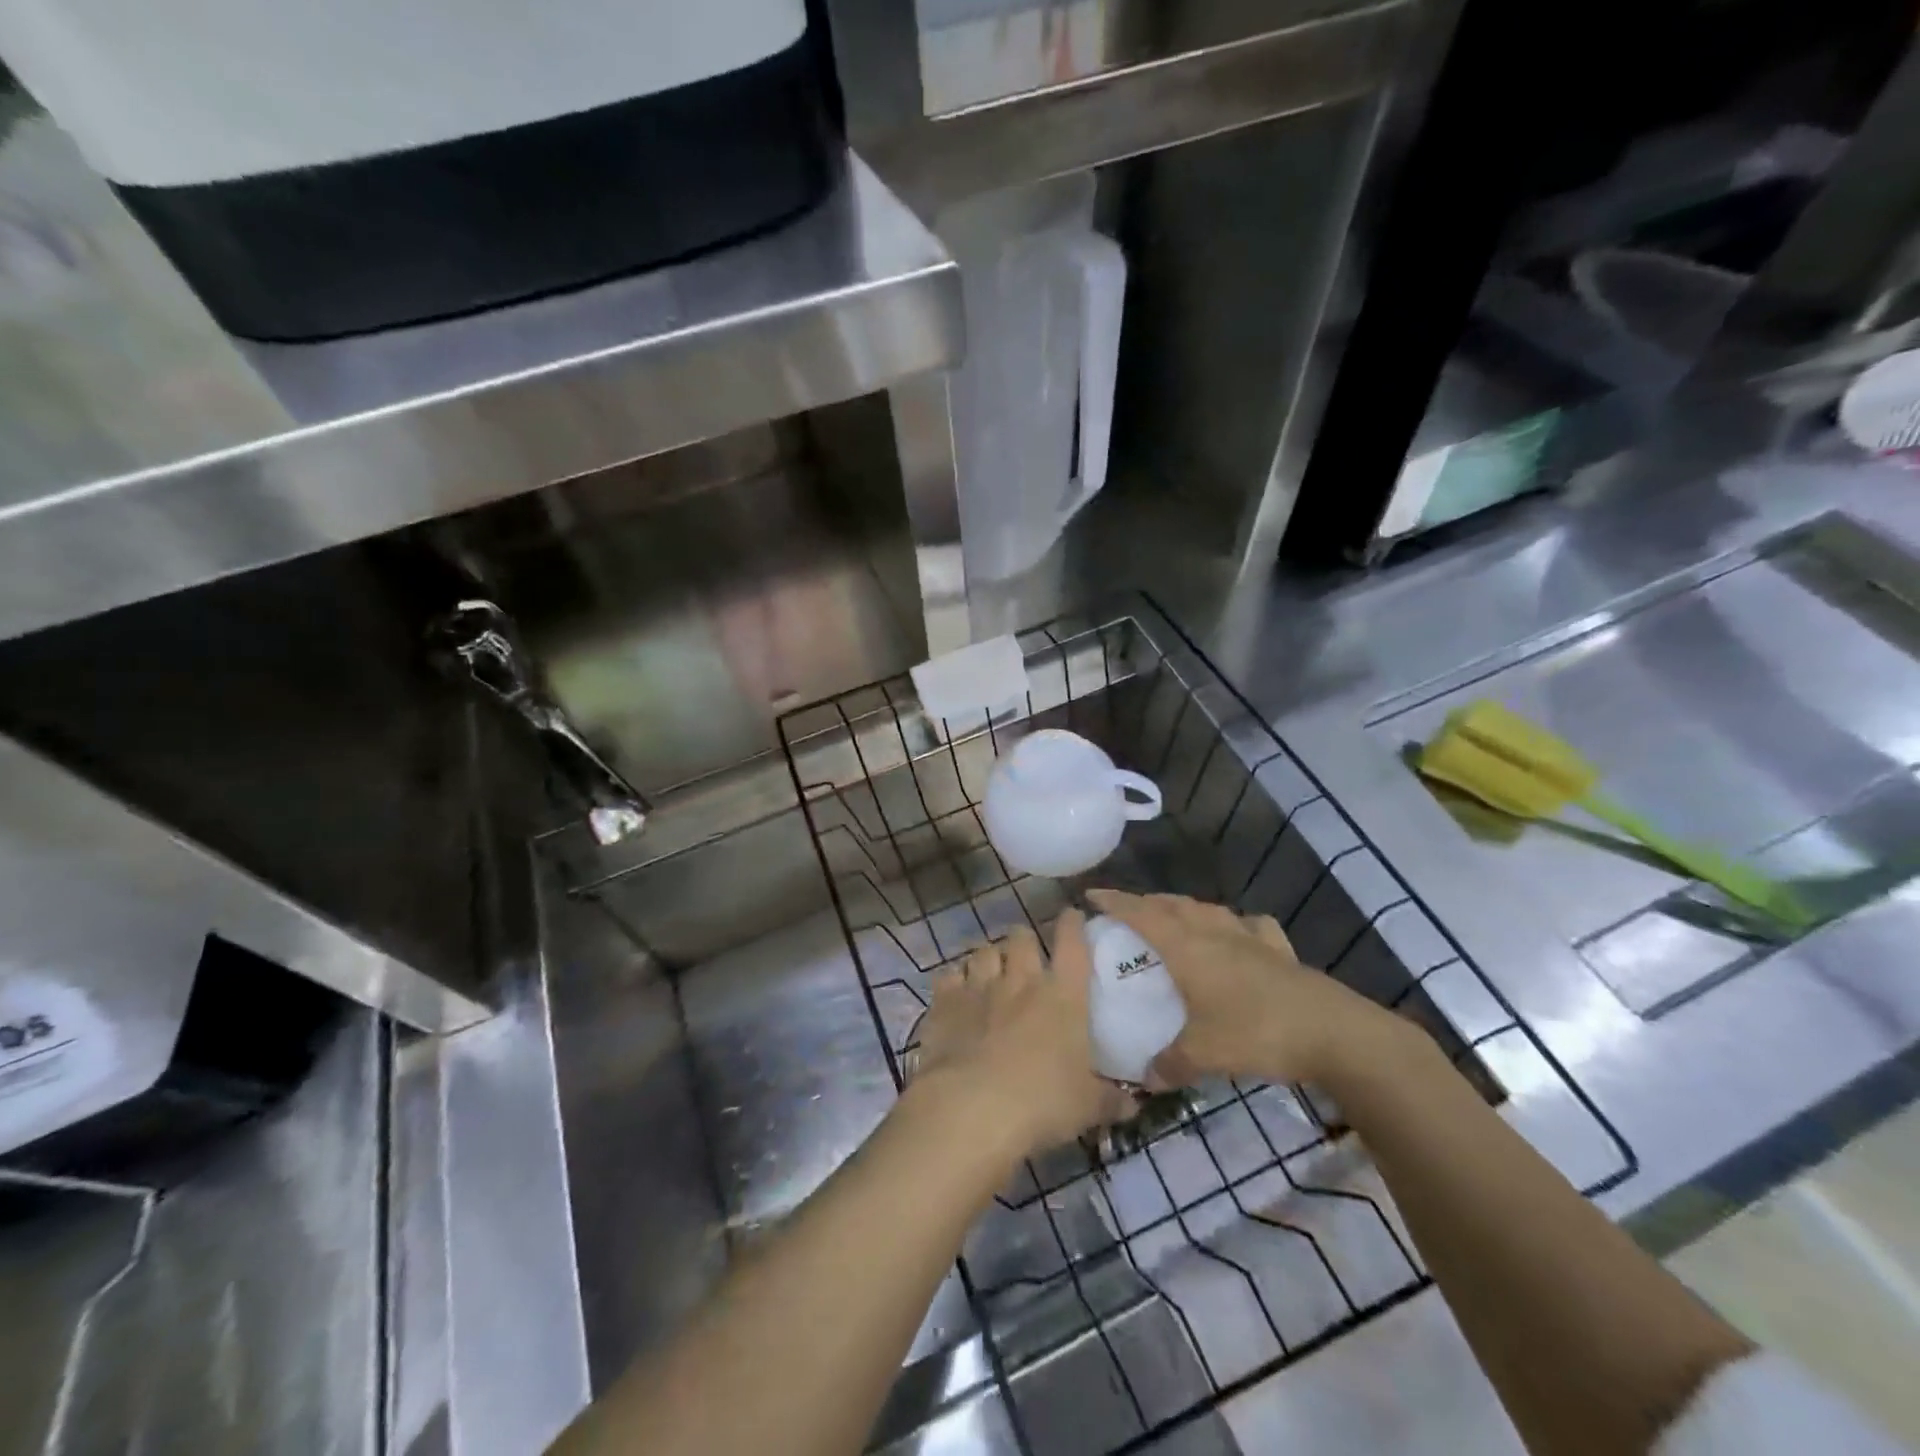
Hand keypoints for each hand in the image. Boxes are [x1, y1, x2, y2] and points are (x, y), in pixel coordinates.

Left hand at [907, 911, 1134, 1161]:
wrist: (971, 1108)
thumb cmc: (1041, 1102)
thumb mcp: (1087, 1107)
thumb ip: (1111, 1101)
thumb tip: (1133, 1107)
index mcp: (1062, 995)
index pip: (1072, 943)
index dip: (1073, 924)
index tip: (1072, 916)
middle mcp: (1020, 979)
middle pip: (1021, 936)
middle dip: (1024, 940)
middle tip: (1026, 954)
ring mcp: (979, 986)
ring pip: (984, 951)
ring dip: (990, 957)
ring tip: (991, 971)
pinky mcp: (945, 1001)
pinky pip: (949, 975)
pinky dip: (954, 980)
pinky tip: (956, 992)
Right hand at [1087, 890, 1407, 1086]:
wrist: (1333, 1032)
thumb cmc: (1257, 1032)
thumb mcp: (1204, 1054)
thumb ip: (1170, 1064)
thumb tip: (1146, 1078)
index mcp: (1187, 947)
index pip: (1141, 914)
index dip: (1115, 902)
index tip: (1091, 895)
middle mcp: (1214, 932)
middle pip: (1172, 905)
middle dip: (1146, 903)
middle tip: (1127, 912)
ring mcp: (1249, 937)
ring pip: (1208, 910)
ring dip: (1185, 908)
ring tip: (1174, 919)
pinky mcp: (1279, 950)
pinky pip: (1250, 927)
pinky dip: (1236, 925)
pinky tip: (1238, 935)